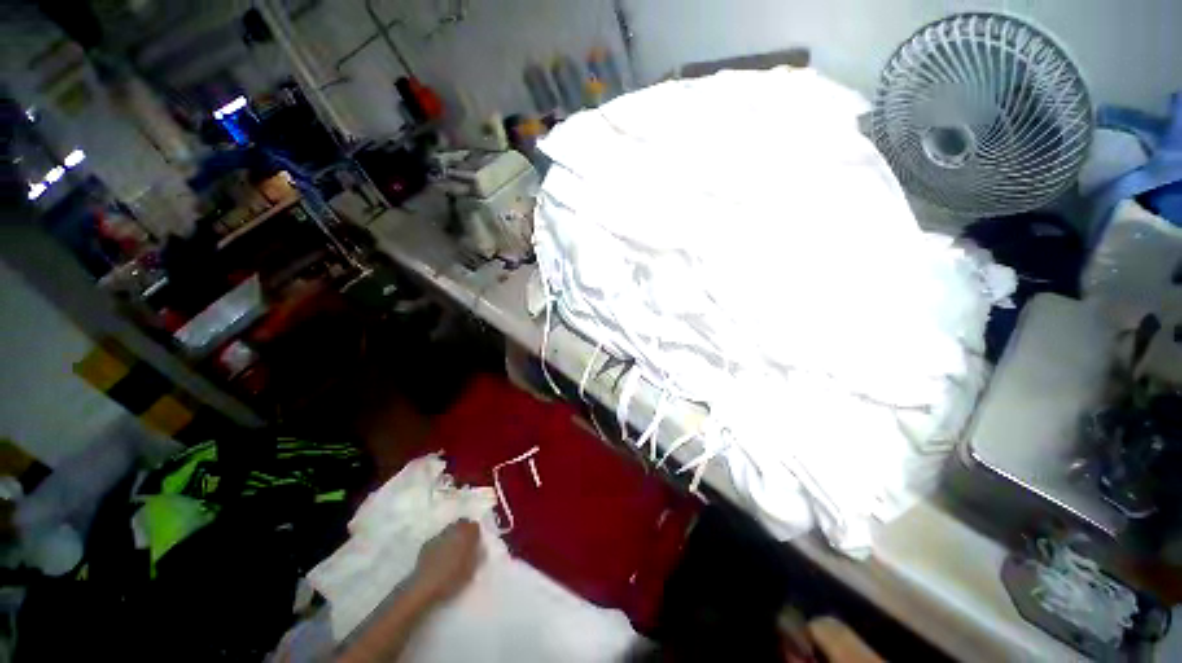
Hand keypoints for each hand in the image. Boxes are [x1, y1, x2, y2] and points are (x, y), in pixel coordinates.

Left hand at [411, 520, 481, 603]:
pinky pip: (438, 539)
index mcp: (466, 534)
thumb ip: (477, 555)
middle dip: (464, 530)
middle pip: (461, 523)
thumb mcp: (471, 570)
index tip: (475, 543)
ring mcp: (439, 536)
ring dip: (452, 536)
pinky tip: (439, 557)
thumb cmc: (452, 578)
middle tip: (465, 544)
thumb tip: (479, 548)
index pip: (474, 526)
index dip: (475, 534)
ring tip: (452, 550)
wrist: (425, 586)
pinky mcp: (427, 544)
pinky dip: (441, 544)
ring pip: (449, 530)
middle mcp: (453, 530)